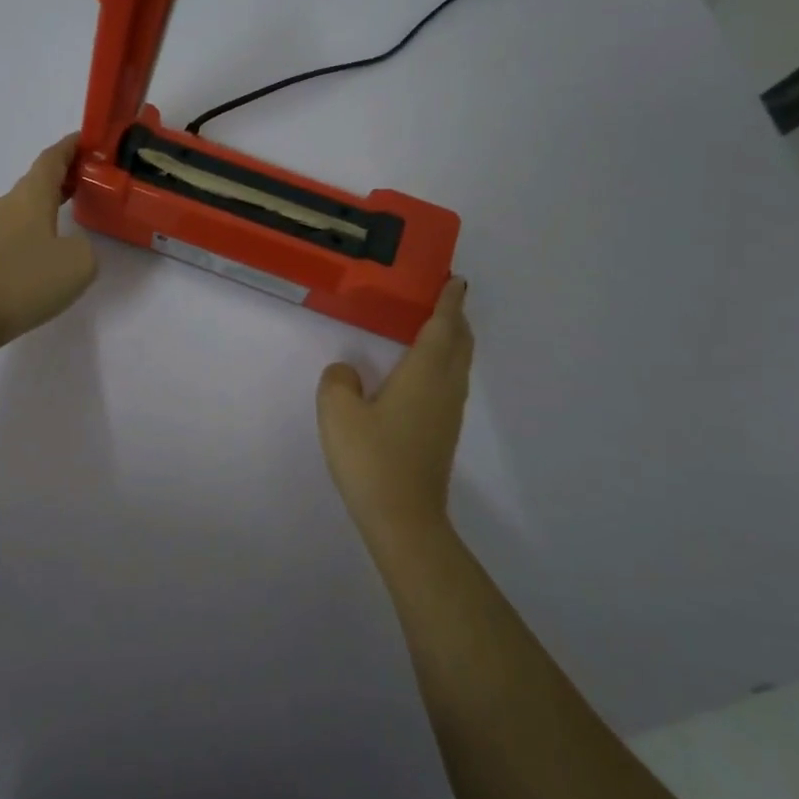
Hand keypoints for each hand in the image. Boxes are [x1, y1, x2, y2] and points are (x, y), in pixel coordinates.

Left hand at [0, 135, 98, 352]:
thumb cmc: (26, 279)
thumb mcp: (80, 262)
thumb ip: (86, 247)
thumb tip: (72, 246)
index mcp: (31, 195)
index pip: (52, 158)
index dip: (71, 147)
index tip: (88, 140)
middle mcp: (8, 203)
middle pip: (38, 180)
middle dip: (64, 176)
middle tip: (91, 181)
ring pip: (25, 206)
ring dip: (49, 204)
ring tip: (73, 215)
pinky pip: (16, 230)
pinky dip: (36, 229)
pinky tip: (48, 251)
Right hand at [316, 278, 472, 546]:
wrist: (403, 518)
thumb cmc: (372, 458)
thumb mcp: (338, 413)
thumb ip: (339, 382)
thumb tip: (347, 373)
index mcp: (424, 373)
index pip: (443, 327)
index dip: (449, 302)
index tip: (456, 280)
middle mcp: (444, 388)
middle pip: (459, 343)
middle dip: (456, 318)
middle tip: (446, 298)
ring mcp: (447, 413)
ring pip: (458, 365)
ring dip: (453, 341)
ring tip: (437, 328)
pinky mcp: (442, 433)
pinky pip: (450, 382)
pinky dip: (445, 363)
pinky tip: (424, 373)